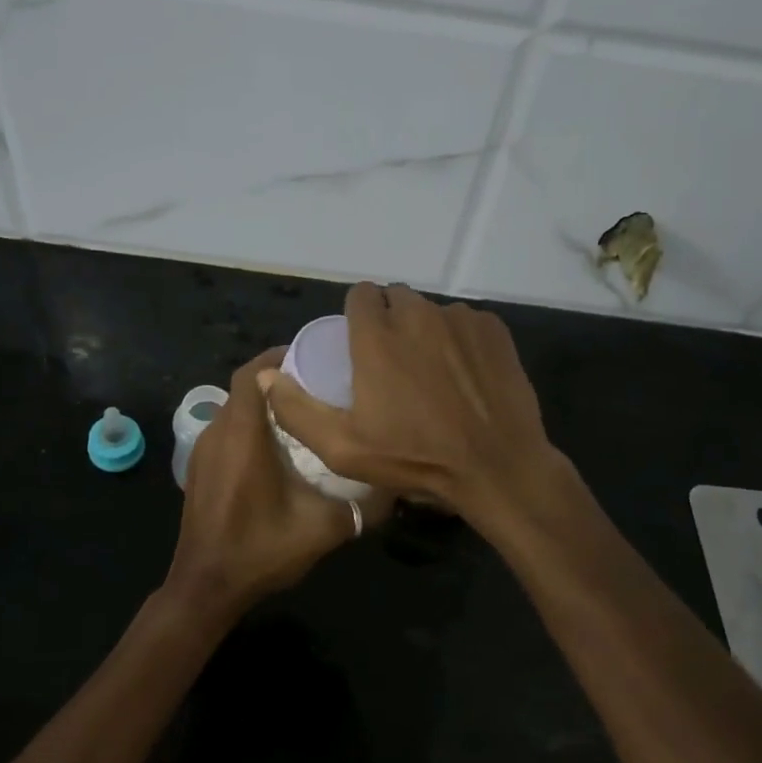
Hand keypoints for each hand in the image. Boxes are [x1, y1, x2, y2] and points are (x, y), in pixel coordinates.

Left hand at [165, 348, 385, 620]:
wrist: (205, 588)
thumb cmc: (259, 551)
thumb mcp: (321, 529)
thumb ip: (362, 507)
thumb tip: (397, 489)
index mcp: (242, 437)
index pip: (251, 374)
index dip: (277, 358)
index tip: (311, 358)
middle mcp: (217, 434)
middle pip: (244, 388)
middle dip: (277, 380)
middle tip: (317, 386)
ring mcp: (202, 452)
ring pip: (234, 409)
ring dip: (263, 405)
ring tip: (303, 414)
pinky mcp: (198, 469)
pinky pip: (226, 431)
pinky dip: (249, 426)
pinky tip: (278, 449)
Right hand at [262, 283, 563, 529]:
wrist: (495, 467)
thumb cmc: (414, 458)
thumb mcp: (342, 448)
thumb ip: (296, 410)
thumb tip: (266, 376)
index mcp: (378, 336)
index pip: (361, 295)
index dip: (357, 315)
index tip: (360, 344)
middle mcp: (418, 315)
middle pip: (396, 298)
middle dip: (390, 320)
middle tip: (393, 362)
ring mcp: (460, 319)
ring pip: (432, 311)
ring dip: (426, 331)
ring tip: (432, 372)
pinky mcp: (493, 330)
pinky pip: (466, 322)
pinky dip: (460, 339)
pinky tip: (464, 374)